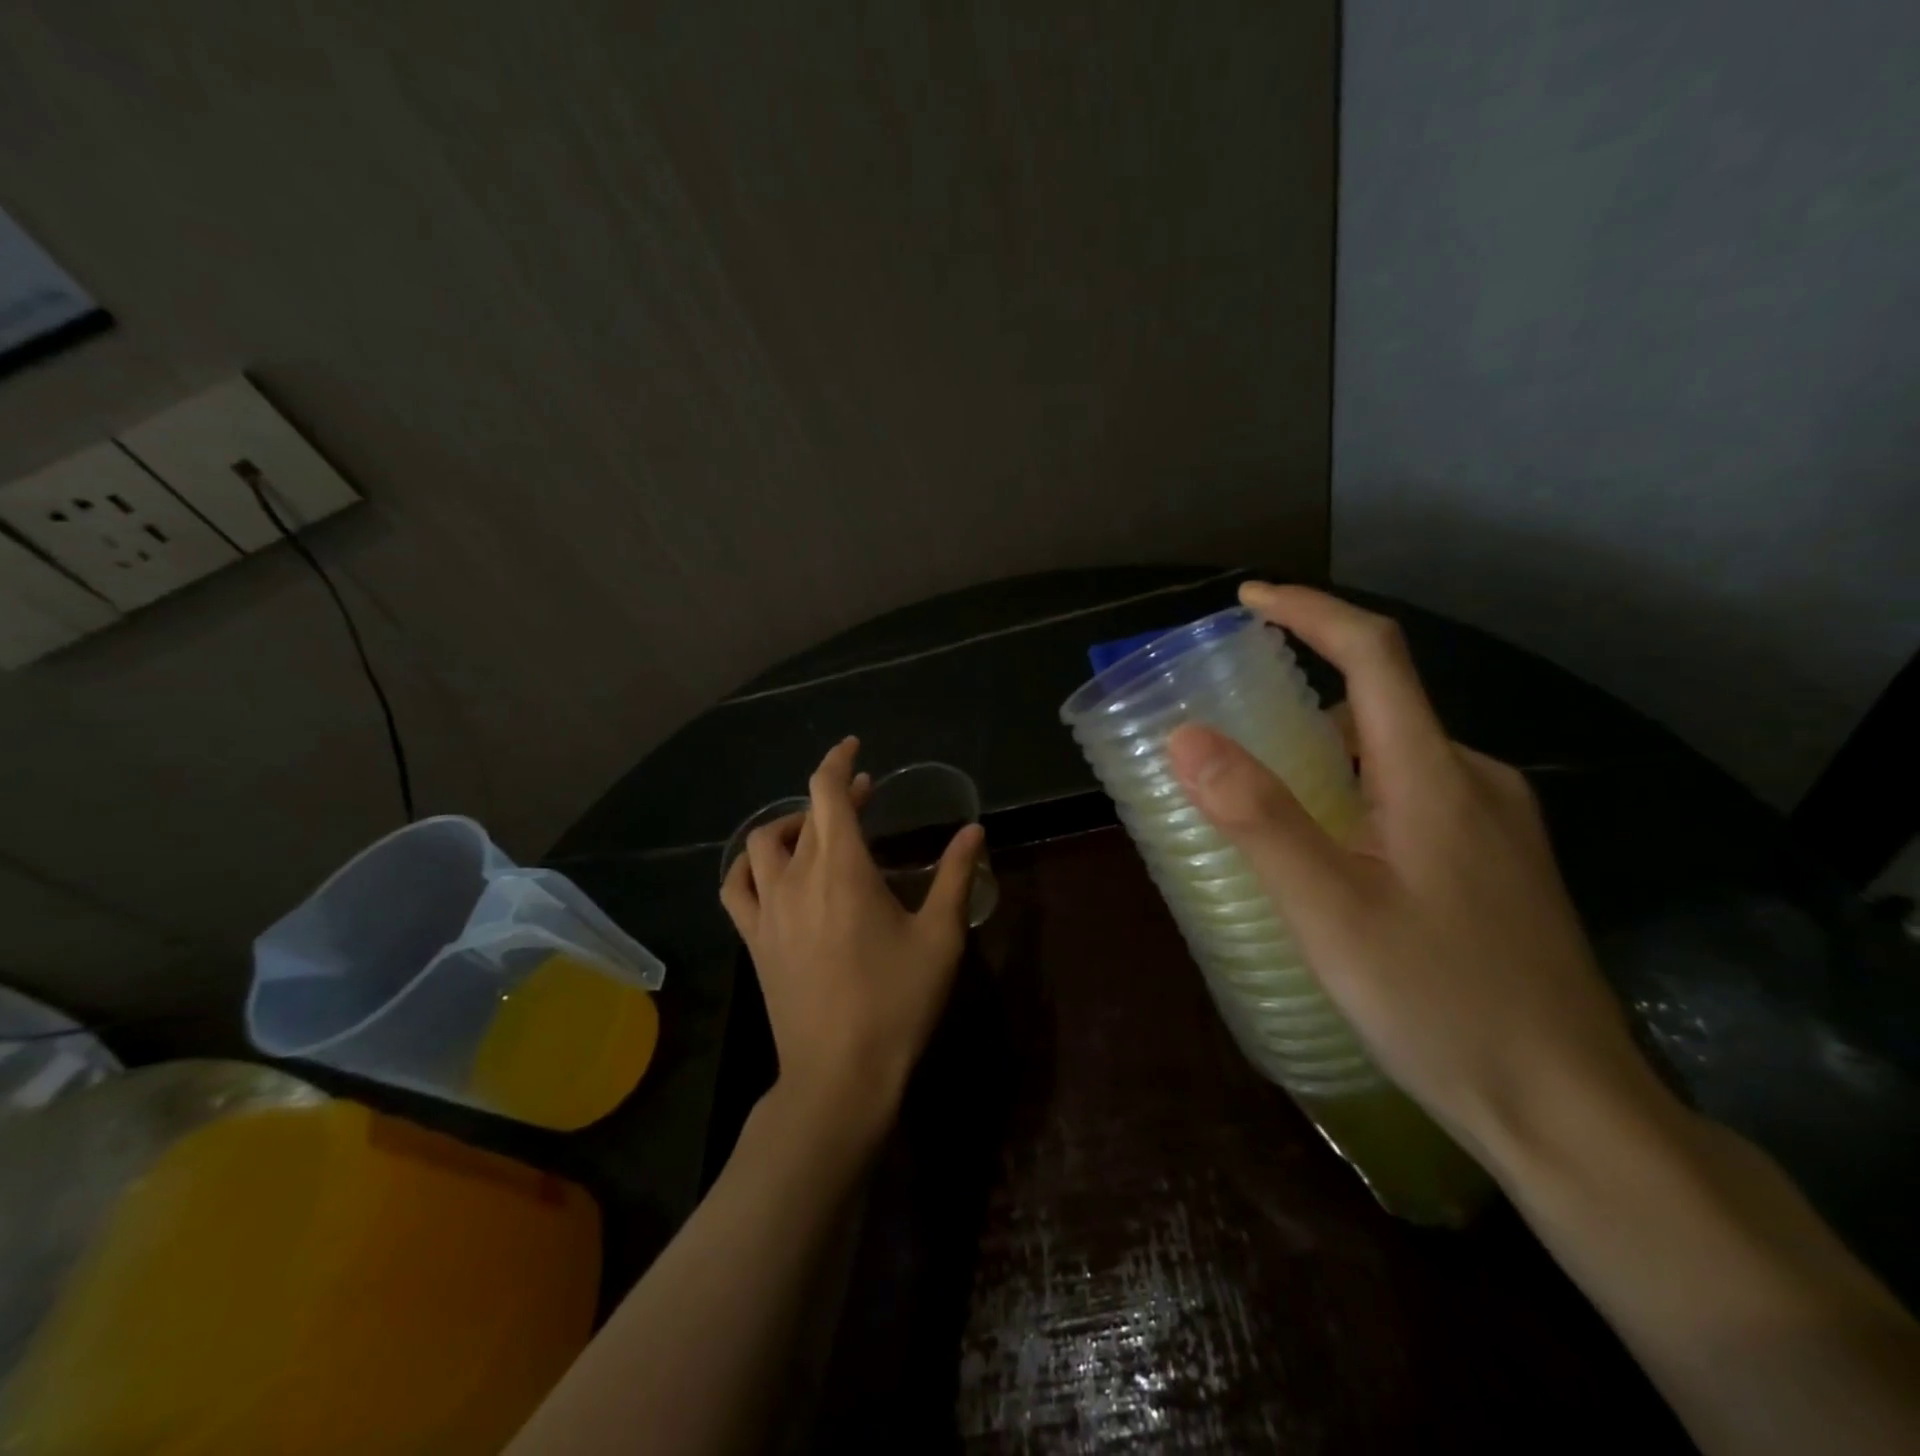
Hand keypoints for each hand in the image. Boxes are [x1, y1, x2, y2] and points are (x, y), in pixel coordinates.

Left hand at [720, 737, 985, 1142]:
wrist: (839, 1075)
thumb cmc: (896, 1003)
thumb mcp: (939, 936)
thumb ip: (955, 875)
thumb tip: (973, 830)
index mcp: (842, 868)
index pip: (827, 792)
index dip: (837, 761)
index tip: (854, 747)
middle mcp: (796, 878)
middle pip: (804, 815)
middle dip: (833, 795)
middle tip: (864, 797)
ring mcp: (767, 910)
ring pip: (762, 843)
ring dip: (789, 824)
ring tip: (816, 831)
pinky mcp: (753, 940)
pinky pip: (736, 887)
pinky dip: (749, 866)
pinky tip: (770, 872)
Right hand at [1166, 584, 1667, 1172]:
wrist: (1570, 1111)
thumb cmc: (1439, 1003)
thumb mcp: (1327, 909)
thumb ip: (1257, 816)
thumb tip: (1186, 736)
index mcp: (1435, 776)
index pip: (1375, 653)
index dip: (1310, 611)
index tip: (1248, 598)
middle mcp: (1476, 780)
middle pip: (1382, 703)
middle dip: (1304, 693)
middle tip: (1233, 729)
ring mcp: (1497, 825)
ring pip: (1397, 755)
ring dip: (1328, 752)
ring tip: (1266, 798)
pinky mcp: (1500, 864)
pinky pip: (1416, 796)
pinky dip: (1358, 792)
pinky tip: (1331, 852)